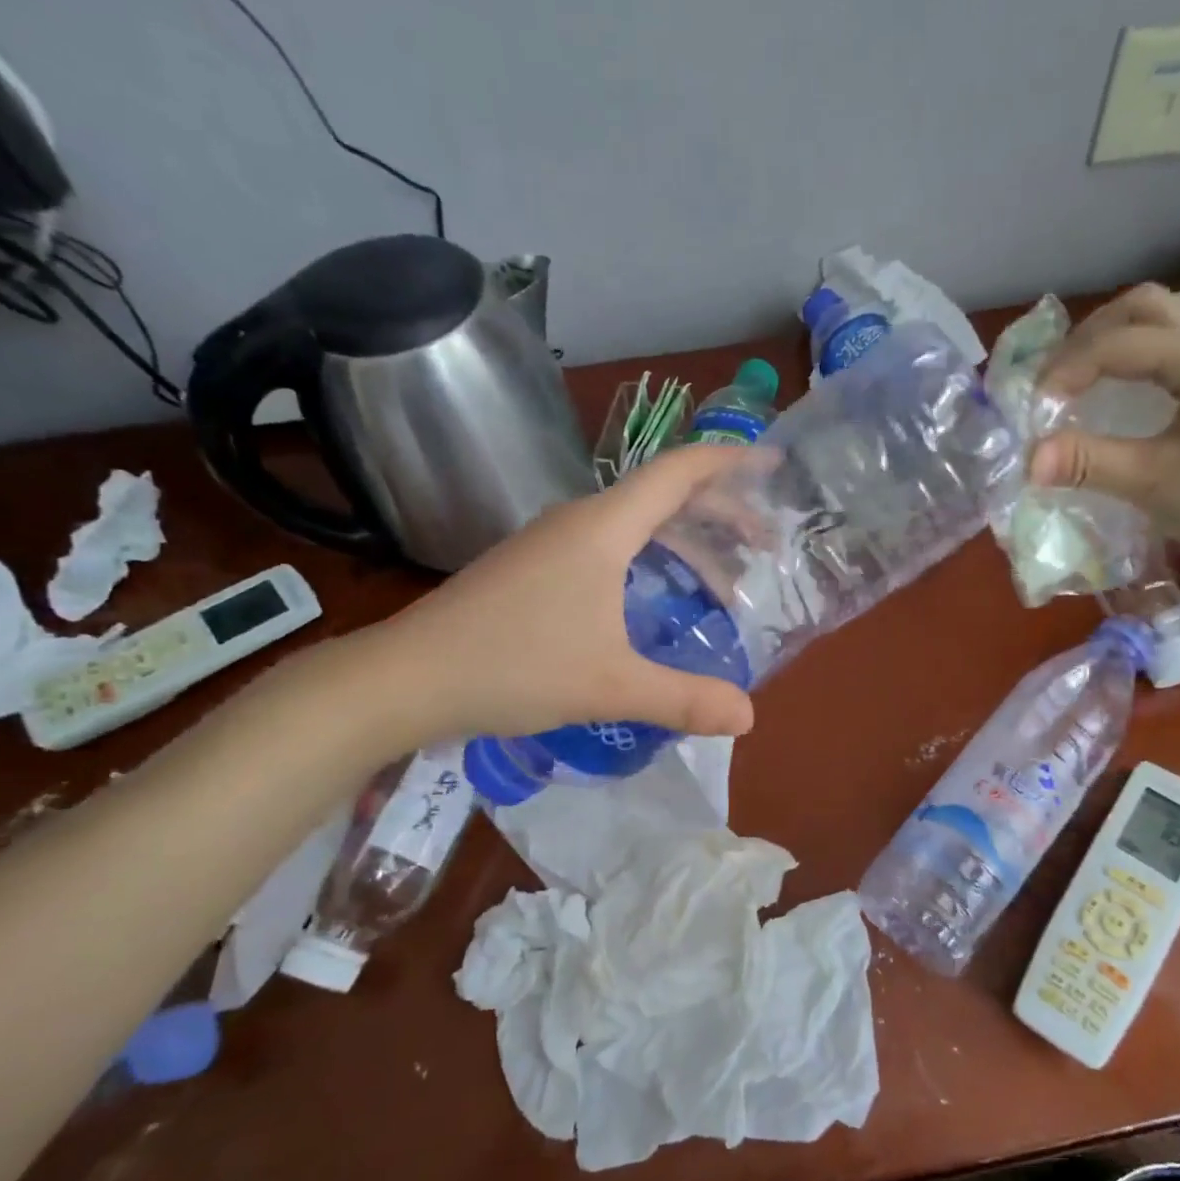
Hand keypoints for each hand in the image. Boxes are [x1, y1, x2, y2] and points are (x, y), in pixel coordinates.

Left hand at [352, 445, 758, 748]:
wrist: (407, 679)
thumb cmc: (513, 667)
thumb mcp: (611, 686)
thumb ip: (683, 699)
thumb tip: (748, 717)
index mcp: (603, 529)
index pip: (677, 473)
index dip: (728, 463)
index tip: (772, 464)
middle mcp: (579, 523)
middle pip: (662, 498)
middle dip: (719, 514)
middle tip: (763, 546)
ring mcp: (551, 545)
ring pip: (635, 527)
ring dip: (684, 544)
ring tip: (722, 584)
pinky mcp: (535, 570)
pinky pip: (610, 549)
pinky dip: (651, 562)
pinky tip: (658, 601)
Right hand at [1028, 284, 1179, 581]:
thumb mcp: (1155, 484)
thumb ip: (1089, 463)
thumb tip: (1029, 459)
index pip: (1120, 342)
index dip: (1068, 368)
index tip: (1036, 408)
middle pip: (1145, 307)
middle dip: (1089, 338)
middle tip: (1054, 380)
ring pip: (1167, 322)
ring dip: (1117, 342)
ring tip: (1081, 382)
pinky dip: (1143, 358)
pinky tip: (1127, 393)